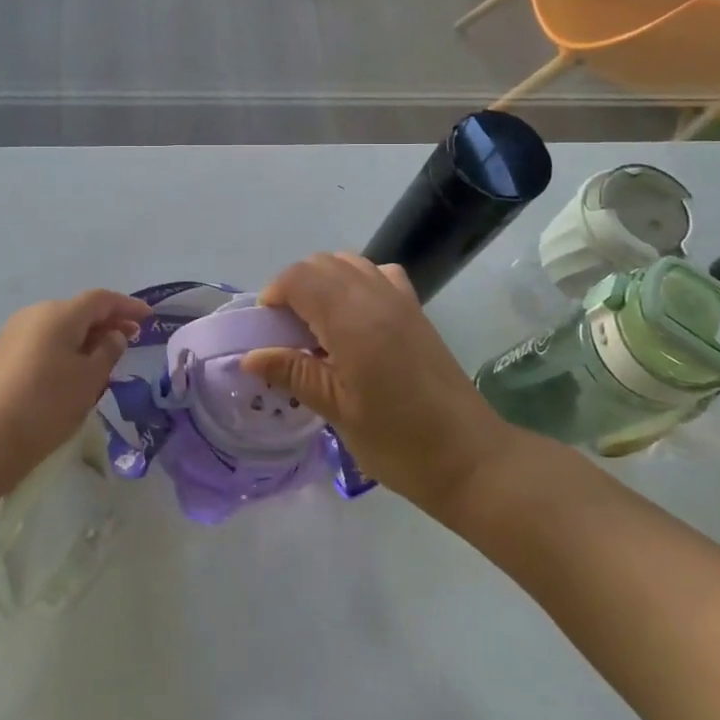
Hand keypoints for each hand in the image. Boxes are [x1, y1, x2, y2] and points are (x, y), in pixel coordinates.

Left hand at [0, 289, 149, 493]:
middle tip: (128, 339)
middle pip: (77, 311)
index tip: (148, 317)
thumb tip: (112, 335)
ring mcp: (10, 333)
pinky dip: (60, 349)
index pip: (101, 299)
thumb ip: (108, 351)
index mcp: (59, 314)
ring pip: (57, 328)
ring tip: (100, 360)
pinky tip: (67, 373)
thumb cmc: (45, 406)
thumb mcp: (89, 380)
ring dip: (82, 338)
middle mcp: (33, 314)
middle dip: (105, 323)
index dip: (127, 306)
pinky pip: (39, 343)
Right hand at [243, 253, 511, 515]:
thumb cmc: (397, 440)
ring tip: (317, 326)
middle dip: (295, 287)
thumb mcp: (336, 410)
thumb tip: (250, 356)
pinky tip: (355, 319)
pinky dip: (356, 282)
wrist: (469, 457)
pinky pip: (378, 274)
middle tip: (287, 332)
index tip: (266, 331)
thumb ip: (293, 372)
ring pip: (349, 263)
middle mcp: (375, 296)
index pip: (299, 278)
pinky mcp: (416, 310)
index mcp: (351, 319)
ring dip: (324, 282)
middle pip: (321, 263)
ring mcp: (400, 299)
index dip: (274, 295)